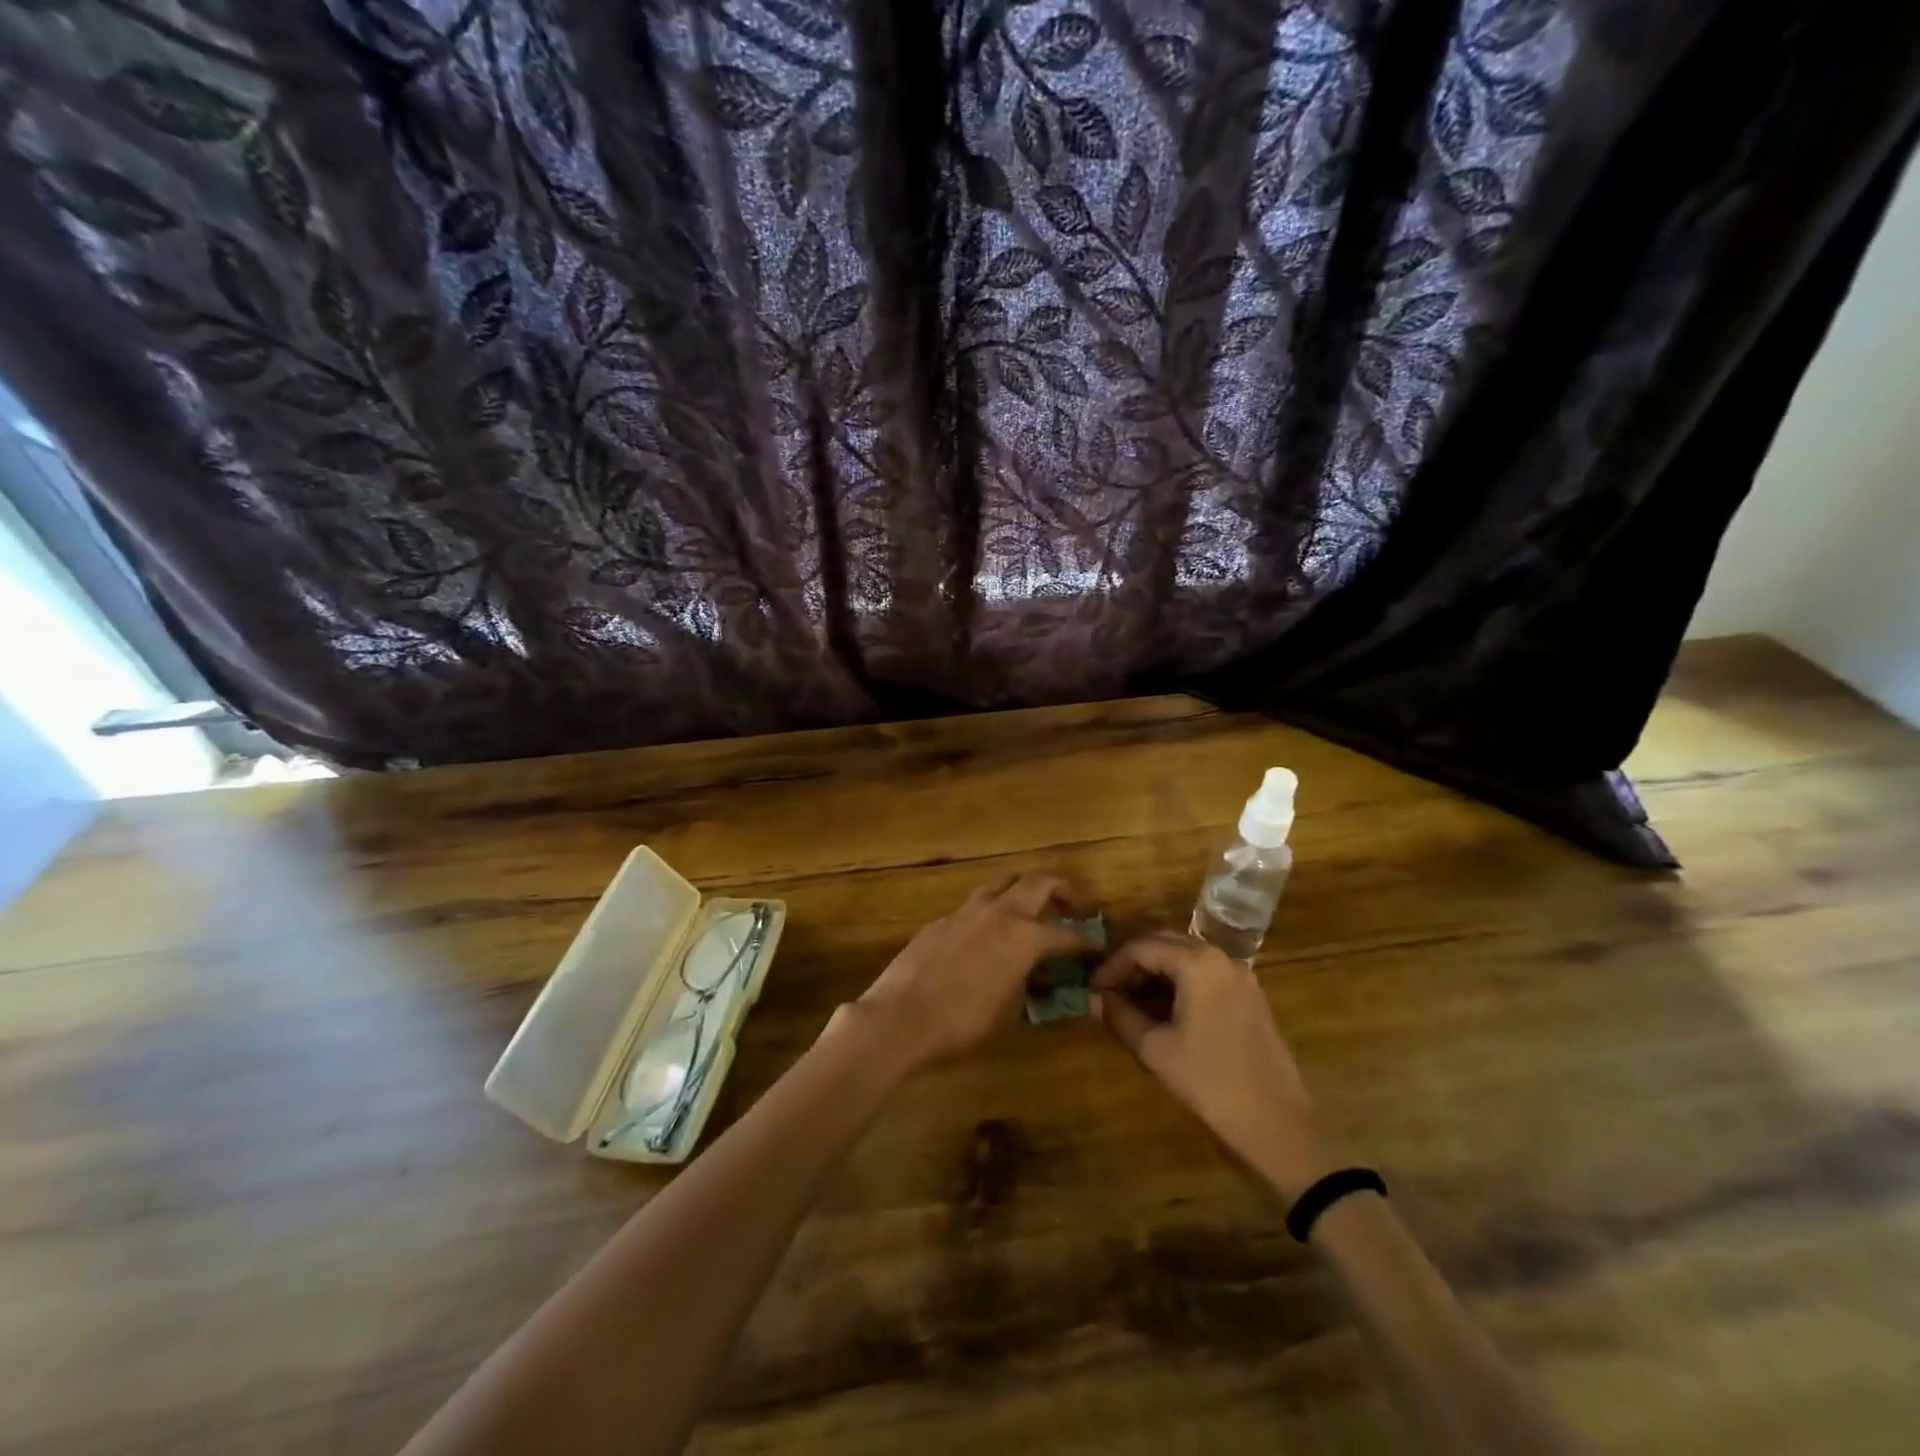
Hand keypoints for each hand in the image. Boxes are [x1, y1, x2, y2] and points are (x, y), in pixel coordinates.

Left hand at [848, 873, 1092, 1067]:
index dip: (1086, 941)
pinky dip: (992, 910)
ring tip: (1032, 909)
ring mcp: (967, 910)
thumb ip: (1027, 985)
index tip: (1096, 946)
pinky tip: (989, 933)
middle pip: (1038, 881)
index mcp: (1024, 937)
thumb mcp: (1008, 1012)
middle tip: (1073, 906)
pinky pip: (976, 903)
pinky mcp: (942, 919)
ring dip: (1024, 889)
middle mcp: (1000, 912)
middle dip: (1062, 889)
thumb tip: (1034, 975)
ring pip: (1004, 882)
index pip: (1067, 933)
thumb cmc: (962, 1021)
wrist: (901, 1015)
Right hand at [1093, 932, 1332, 1197]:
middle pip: (1164, 944)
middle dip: (1133, 965)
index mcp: (1197, 963)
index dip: (1112, 966)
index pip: (1141, 948)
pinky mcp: (1249, 995)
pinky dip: (1179, 984)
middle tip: (1109, 992)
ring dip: (1155, 974)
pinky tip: (1164, 1013)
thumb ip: (1120, 1016)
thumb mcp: (1155, 1048)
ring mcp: (1239, 975)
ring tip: (1131, 1004)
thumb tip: (1093, 999)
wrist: (1275, 1122)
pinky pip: (1205, 974)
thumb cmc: (1209, 1080)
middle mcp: (1220, 957)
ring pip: (1185, 958)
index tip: (1092, 989)